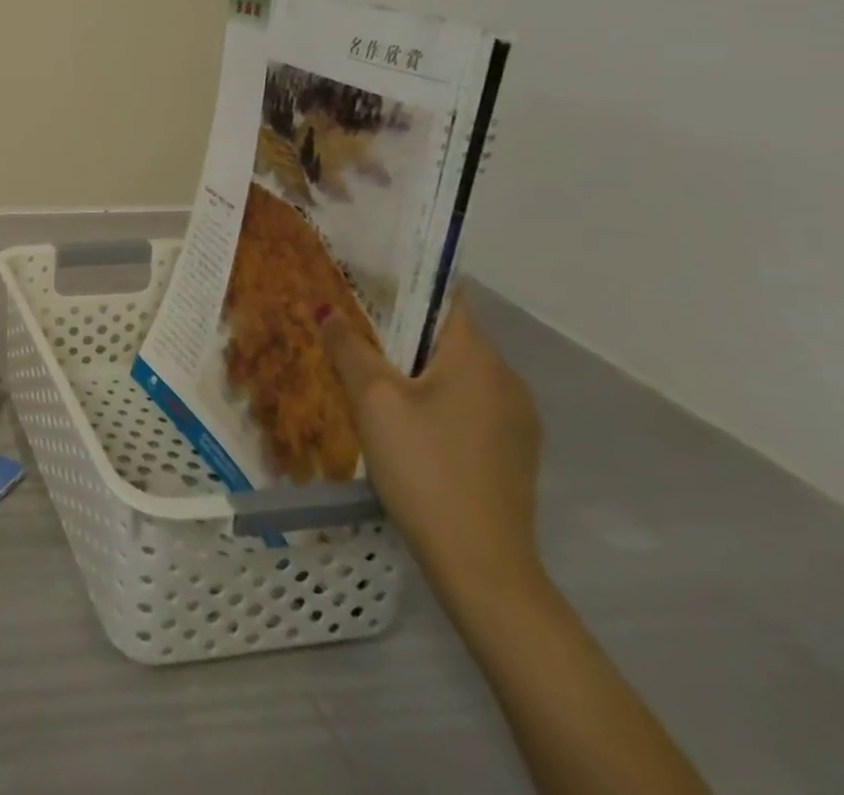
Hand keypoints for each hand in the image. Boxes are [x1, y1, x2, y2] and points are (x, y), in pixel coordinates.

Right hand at [319, 293, 543, 598]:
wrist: (481, 565)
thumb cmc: (425, 466)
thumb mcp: (373, 400)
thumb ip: (349, 347)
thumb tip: (327, 309)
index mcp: (479, 358)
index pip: (446, 297)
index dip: (407, 283)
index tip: (366, 279)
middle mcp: (507, 380)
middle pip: (448, 335)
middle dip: (402, 328)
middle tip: (353, 326)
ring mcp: (517, 421)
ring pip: (458, 373)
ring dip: (417, 366)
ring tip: (369, 372)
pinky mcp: (513, 454)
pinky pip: (468, 405)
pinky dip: (436, 398)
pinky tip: (404, 420)